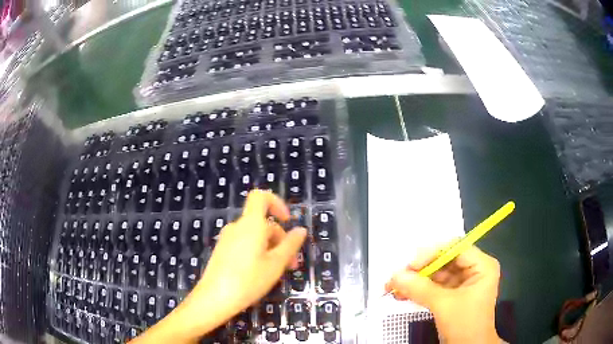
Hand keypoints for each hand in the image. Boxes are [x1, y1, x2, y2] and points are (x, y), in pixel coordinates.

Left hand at [129, 190, 306, 343]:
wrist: (215, 298)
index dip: (276, 203)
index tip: (287, 221)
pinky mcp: (222, 251)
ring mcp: (227, 239)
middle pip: (262, 223)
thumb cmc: (249, 280)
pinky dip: (257, 253)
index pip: (260, 197)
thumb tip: (300, 230)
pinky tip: (261, 273)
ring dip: (271, 249)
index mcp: (251, 224)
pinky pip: (244, 244)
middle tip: (291, 264)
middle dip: (280, 240)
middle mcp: (237, 227)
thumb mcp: (276, 264)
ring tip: (278, 272)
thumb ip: (290, 245)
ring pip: (255, 237)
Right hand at [386, 246, 500, 343]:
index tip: (410, 265)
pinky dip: (419, 291)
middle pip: (444, 261)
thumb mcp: (444, 305)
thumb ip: (420, 288)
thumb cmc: (465, 324)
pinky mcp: (453, 296)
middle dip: (420, 270)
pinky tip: (401, 294)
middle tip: (398, 276)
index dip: (432, 254)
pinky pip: (434, 288)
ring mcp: (463, 284)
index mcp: (481, 266)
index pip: (455, 248)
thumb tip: (395, 275)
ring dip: (416, 281)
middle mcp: (474, 270)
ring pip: (436, 275)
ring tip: (394, 286)